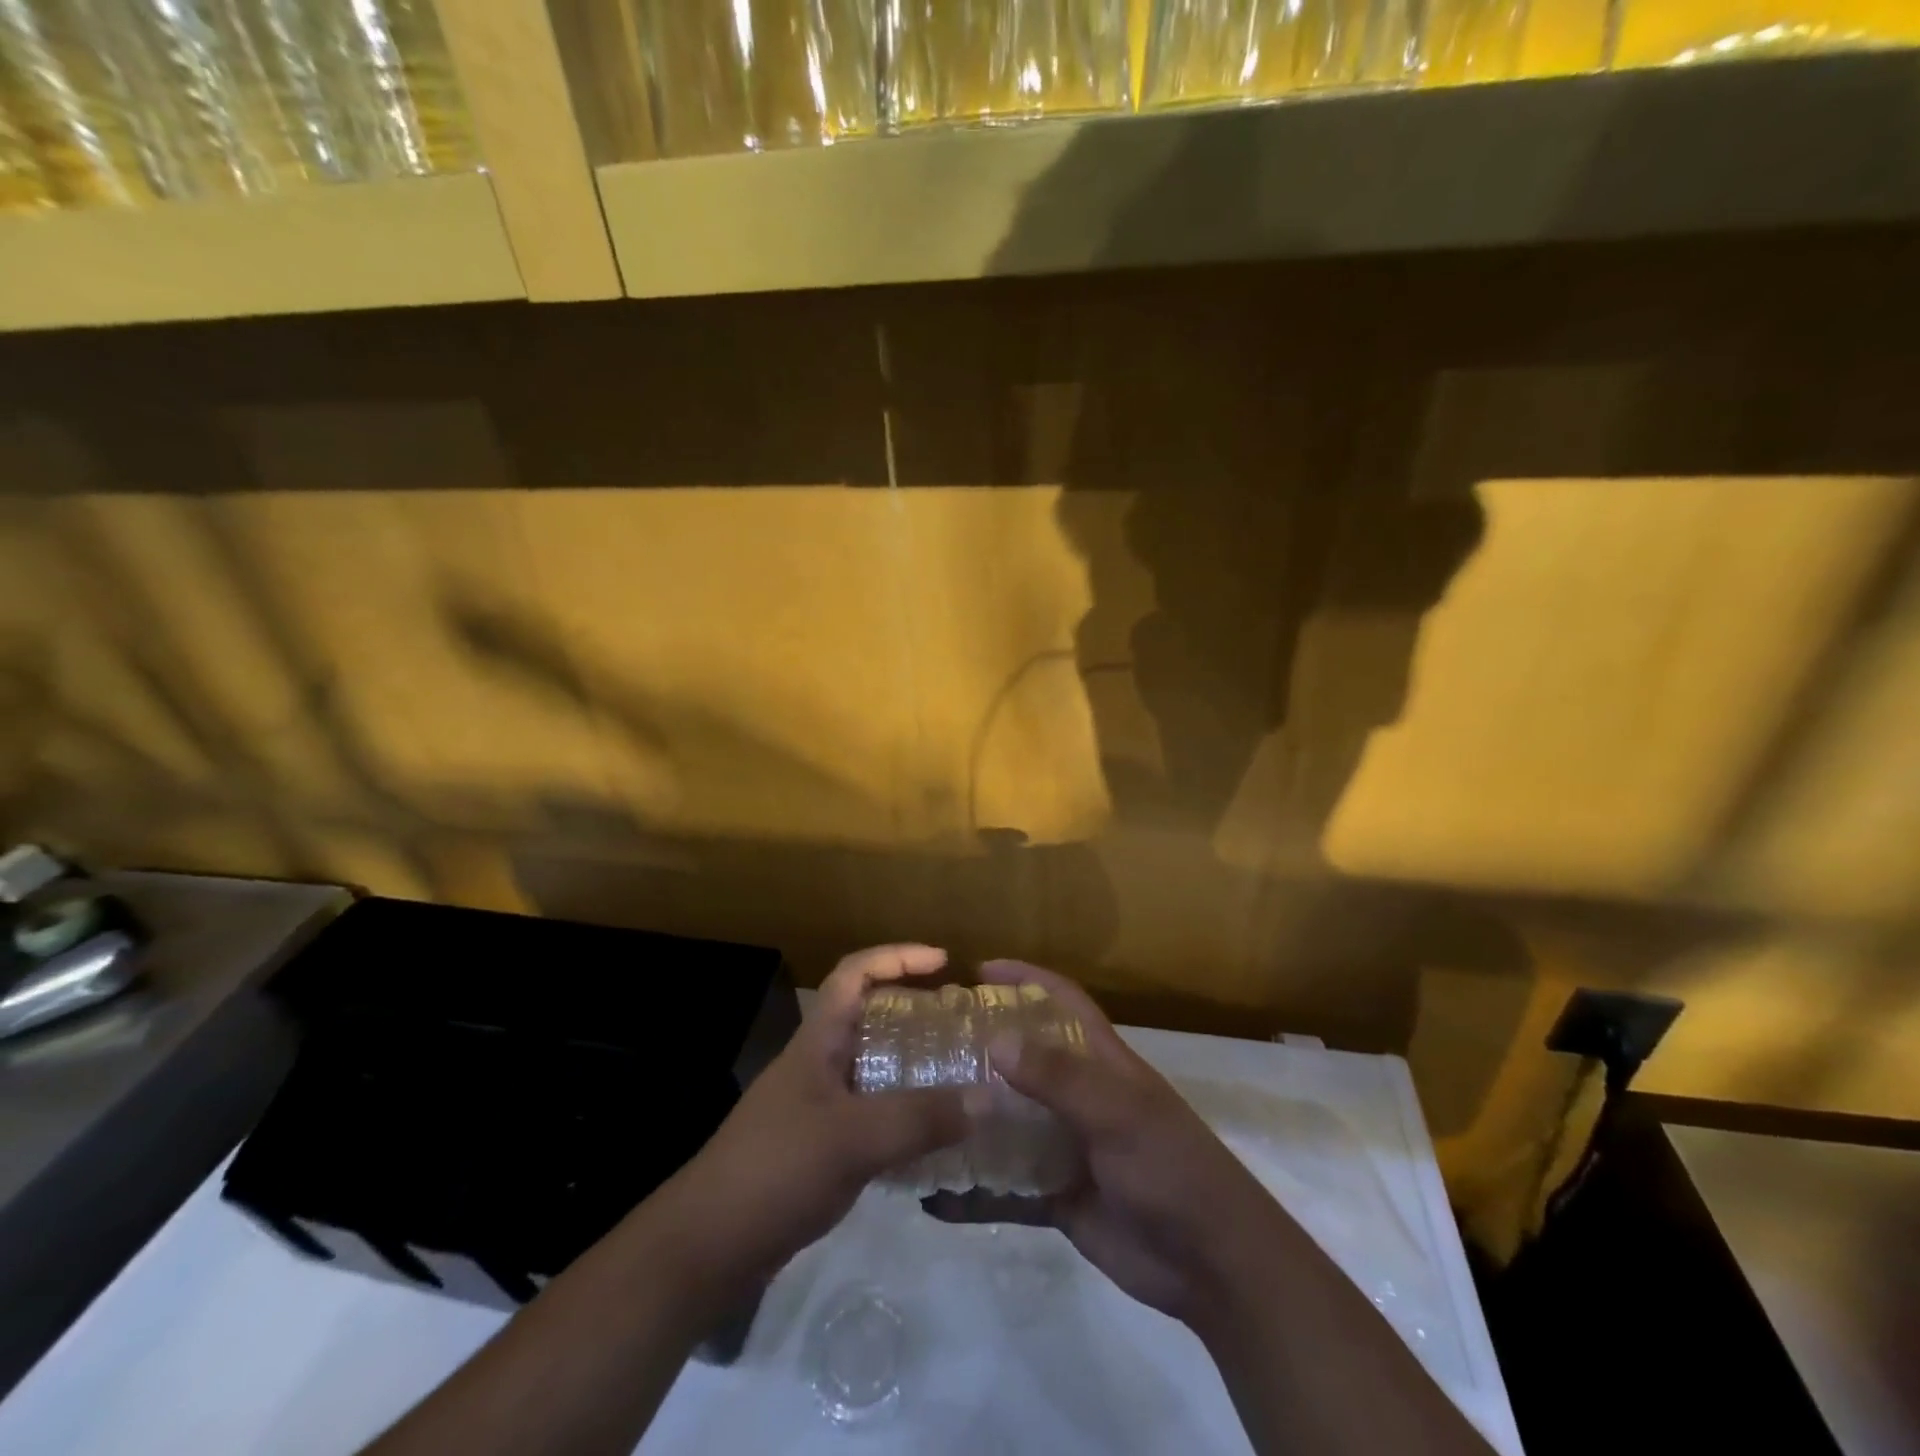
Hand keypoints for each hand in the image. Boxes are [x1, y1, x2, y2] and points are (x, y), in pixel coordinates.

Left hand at [662, 944, 967, 1288]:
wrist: (704, 1251)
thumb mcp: (851, 1139)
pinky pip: (871, 1116)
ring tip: (960, 1077)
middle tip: (961, 1025)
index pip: (854, 973)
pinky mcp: (819, 1150)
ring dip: (912, 1067)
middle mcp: (817, 1065)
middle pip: (868, 1018)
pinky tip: (933, 1140)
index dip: (897, 957)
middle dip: (914, 1012)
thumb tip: (988, 1098)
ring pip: (873, 1069)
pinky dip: (903, 1116)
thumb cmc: (773, 1171)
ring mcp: (816, 1108)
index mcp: (817, 1041)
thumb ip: (918, 1118)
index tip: (943, 962)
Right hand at [924, 959, 1289, 1330]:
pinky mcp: (1058, 1194)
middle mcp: (1081, 1096)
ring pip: (1010, 1120)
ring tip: (919, 1106)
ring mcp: (1067, 1145)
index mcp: (1102, 1062)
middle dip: (983, 1045)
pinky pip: (1007, 1185)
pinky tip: (933, 1191)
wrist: (1211, 1264)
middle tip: (928, 1042)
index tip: (978, 970)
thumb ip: (1059, 1076)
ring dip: (972, 1114)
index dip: (1026, 978)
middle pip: (1026, 1057)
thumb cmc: (1170, 1168)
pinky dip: (975, 1189)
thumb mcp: (1118, 1113)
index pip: (1062, 1001)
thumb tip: (995, 1039)